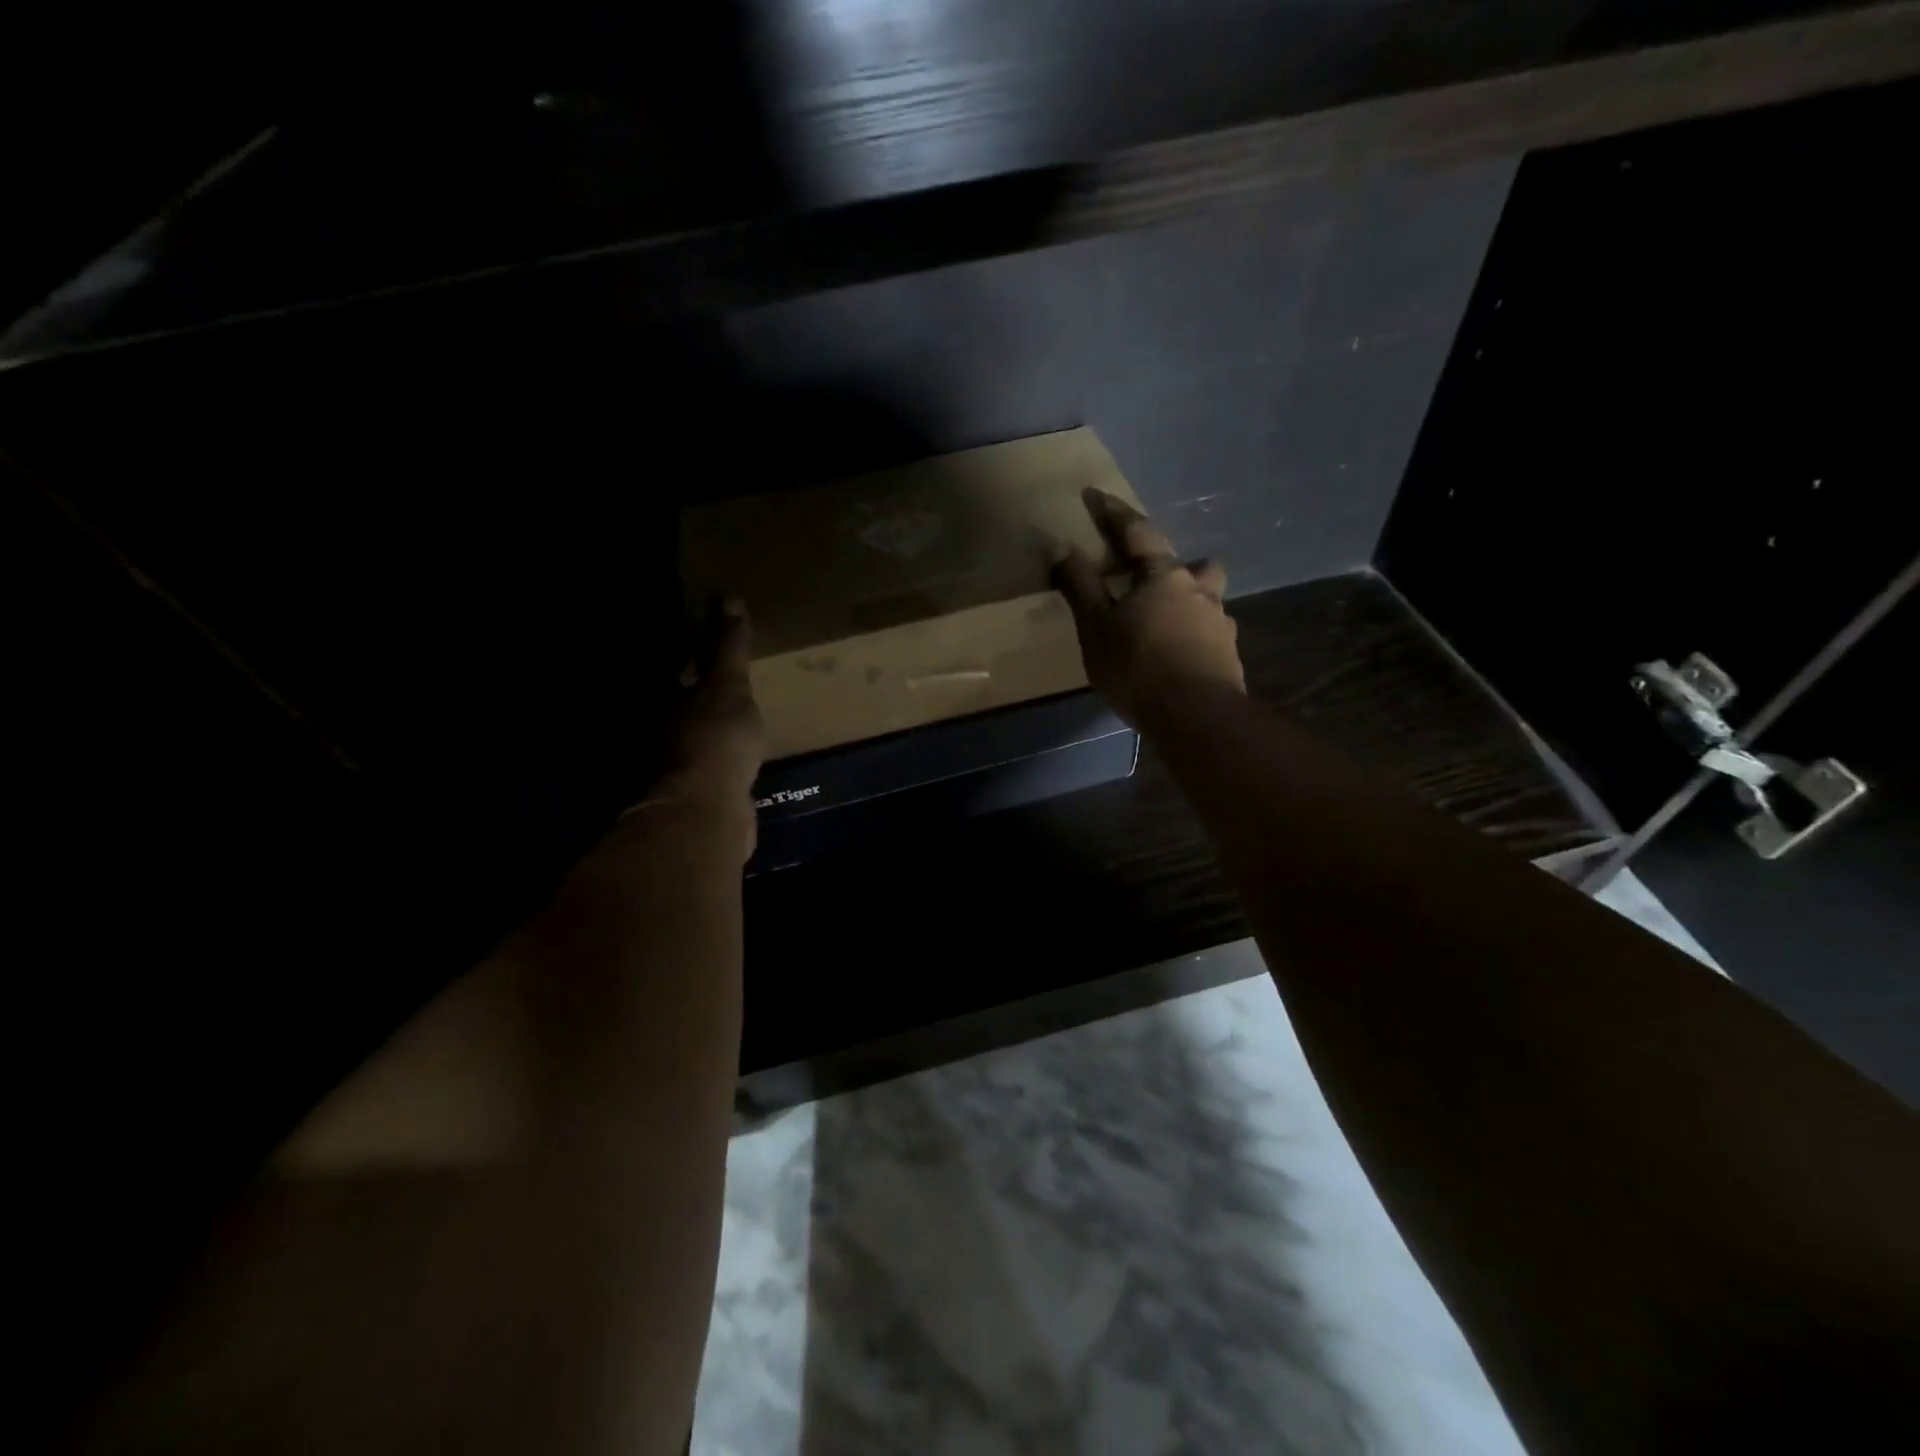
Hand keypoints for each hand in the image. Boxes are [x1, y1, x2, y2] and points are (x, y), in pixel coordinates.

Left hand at [643, 595, 765, 834]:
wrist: (708, 810)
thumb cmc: (714, 736)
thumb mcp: (728, 684)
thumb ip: (727, 646)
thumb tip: (726, 596)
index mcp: (658, 699)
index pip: (665, 667)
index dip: (680, 653)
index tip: (694, 640)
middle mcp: (652, 730)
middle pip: (670, 703)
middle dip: (688, 692)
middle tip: (715, 679)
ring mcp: (666, 766)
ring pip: (684, 737)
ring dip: (701, 728)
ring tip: (728, 717)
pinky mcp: (687, 794)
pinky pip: (701, 767)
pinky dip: (712, 760)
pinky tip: (733, 759)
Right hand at [1053, 489, 1245, 728]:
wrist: (1196, 717)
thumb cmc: (1138, 666)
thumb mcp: (1096, 628)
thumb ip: (1081, 587)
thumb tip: (1064, 549)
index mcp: (1164, 577)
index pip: (1137, 532)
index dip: (1113, 513)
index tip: (1095, 494)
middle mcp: (1200, 591)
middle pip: (1195, 565)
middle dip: (1176, 565)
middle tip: (1155, 581)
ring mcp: (1221, 624)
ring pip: (1208, 600)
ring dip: (1190, 604)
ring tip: (1166, 627)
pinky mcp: (1230, 656)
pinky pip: (1210, 635)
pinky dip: (1194, 639)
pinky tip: (1179, 660)